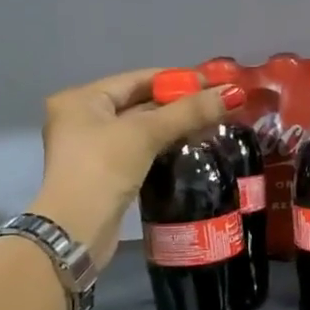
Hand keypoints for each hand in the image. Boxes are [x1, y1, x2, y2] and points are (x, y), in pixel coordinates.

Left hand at [31, 68, 238, 268]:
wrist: (75, 230)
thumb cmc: (103, 169)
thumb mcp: (145, 134)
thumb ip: (188, 112)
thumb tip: (234, 93)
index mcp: (82, 99)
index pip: (137, 79)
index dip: (176, 79)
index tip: (213, 83)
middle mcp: (82, 119)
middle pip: (139, 103)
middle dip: (178, 104)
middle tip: (218, 106)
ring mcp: (91, 149)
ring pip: (140, 129)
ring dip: (173, 127)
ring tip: (212, 126)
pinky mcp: (104, 175)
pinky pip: (139, 151)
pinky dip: (162, 148)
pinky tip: (189, 149)